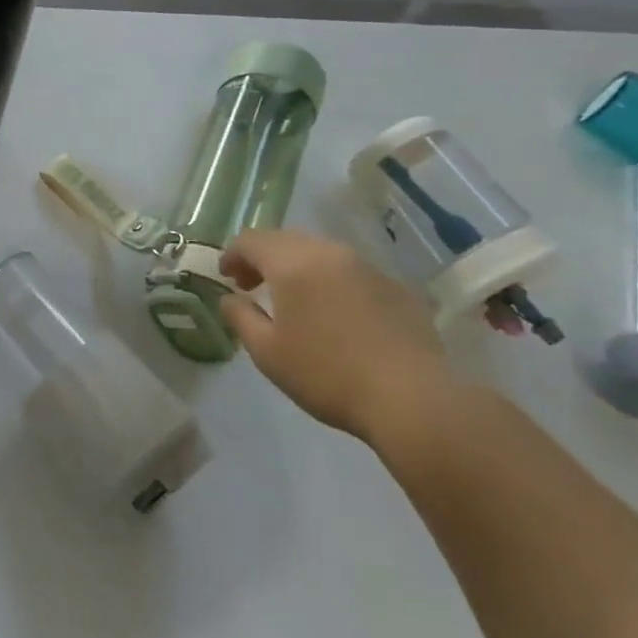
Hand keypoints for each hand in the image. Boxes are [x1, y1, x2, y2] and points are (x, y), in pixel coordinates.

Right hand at [218, 228, 453, 442]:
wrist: (411, 398)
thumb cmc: (327, 374)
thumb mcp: (267, 353)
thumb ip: (241, 318)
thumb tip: (228, 299)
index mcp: (293, 264)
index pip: (251, 240)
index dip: (232, 254)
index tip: (225, 277)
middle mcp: (329, 253)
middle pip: (285, 239)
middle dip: (263, 257)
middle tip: (251, 286)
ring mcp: (367, 267)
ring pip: (320, 252)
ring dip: (297, 266)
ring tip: (292, 299)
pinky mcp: (396, 287)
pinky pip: (350, 272)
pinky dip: (330, 281)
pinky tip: (334, 314)